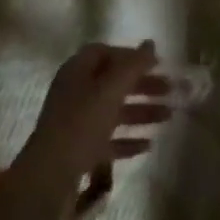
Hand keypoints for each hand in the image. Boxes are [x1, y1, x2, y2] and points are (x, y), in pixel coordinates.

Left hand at [9, 41, 174, 202]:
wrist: (49, 177)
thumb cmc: (81, 123)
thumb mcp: (110, 90)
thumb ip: (132, 66)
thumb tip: (150, 43)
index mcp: (77, 72)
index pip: (104, 52)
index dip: (130, 56)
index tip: (156, 64)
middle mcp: (76, 93)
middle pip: (113, 83)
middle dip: (143, 85)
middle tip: (171, 90)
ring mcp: (76, 123)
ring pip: (114, 112)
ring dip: (141, 112)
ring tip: (169, 117)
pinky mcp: (80, 151)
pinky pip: (108, 140)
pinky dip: (128, 140)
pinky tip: (148, 145)